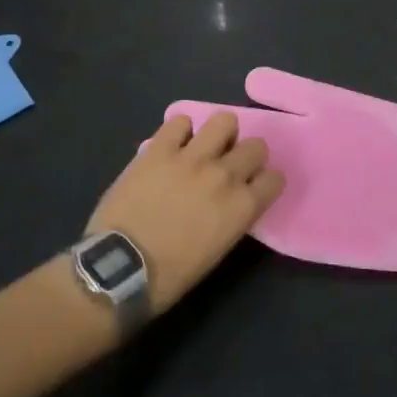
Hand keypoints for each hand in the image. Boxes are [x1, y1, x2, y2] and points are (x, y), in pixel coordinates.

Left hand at [87, 112, 284, 311]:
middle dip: (247, 155)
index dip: (264, 181)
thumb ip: (231, 216)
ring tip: (205, 147)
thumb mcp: (217, 250)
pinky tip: (173, 145)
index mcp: (242, 207)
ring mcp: (192, 158)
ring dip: (219, 133)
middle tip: (228, 166)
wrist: (121, 268)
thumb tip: (230, 201)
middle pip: (256, 146)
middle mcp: (225, 176)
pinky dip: (179, 130)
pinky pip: (180, 121)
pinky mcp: (160, 149)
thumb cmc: (170, 275)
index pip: (275, 178)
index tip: (252, 187)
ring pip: (224, 120)